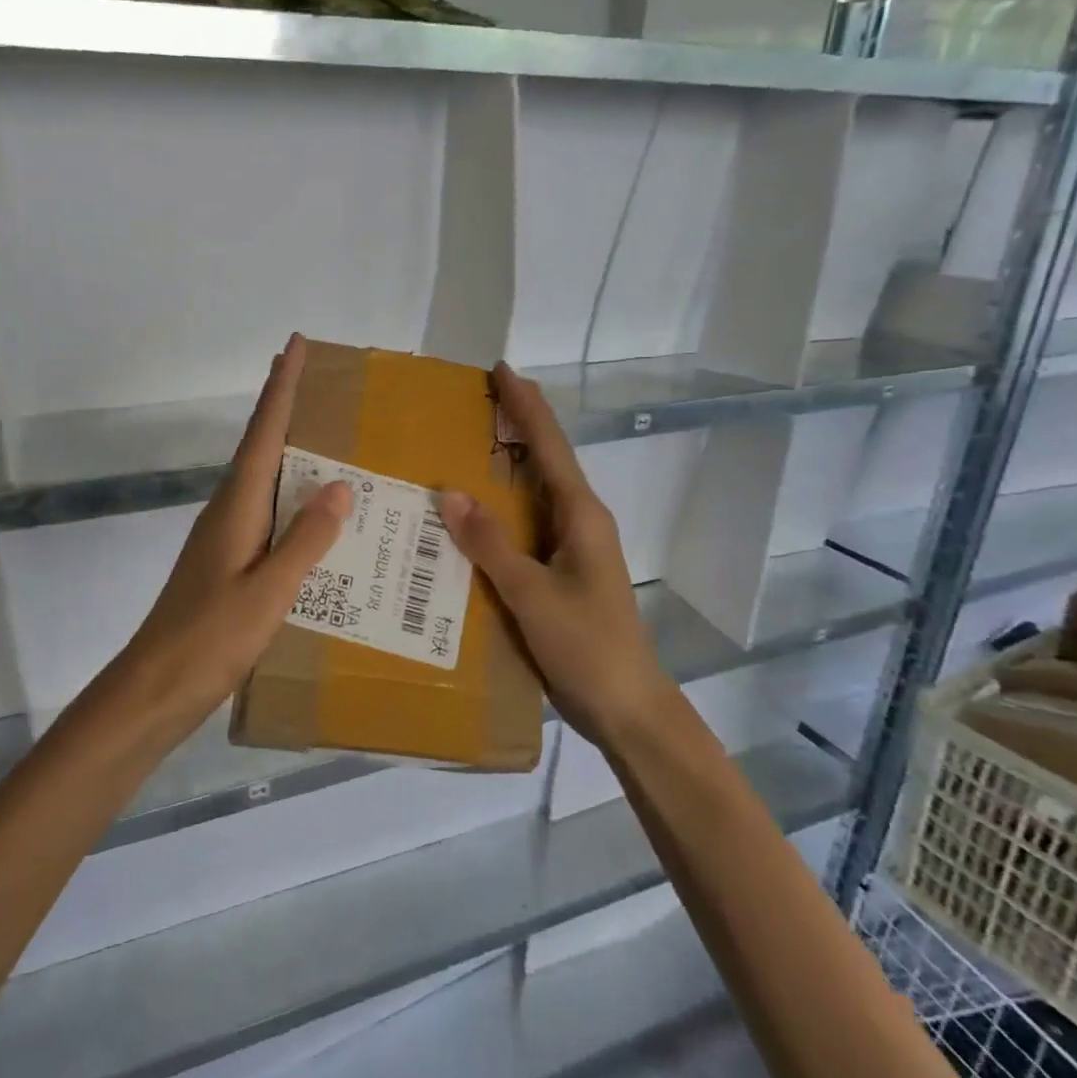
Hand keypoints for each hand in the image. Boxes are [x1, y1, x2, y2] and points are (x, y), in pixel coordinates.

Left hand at [112, 334, 352, 739]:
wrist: (155, 687)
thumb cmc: (210, 638)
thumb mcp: (268, 590)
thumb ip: (306, 539)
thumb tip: (339, 484)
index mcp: (237, 506)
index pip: (264, 433)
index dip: (282, 388)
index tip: (295, 346)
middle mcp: (229, 511)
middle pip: (260, 446)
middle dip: (285, 408)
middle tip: (319, 380)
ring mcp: (225, 536)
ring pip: (263, 478)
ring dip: (289, 450)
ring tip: (329, 437)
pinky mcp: (227, 561)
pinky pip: (266, 511)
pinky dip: (290, 496)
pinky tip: (313, 515)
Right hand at [438, 363, 667, 744]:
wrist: (627, 708)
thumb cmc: (587, 646)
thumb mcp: (533, 594)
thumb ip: (491, 544)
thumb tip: (449, 492)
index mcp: (580, 515)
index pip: (549, 445)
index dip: (525, 405)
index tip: (501, 369)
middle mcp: (580, 521)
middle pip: (545, 459)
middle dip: (515, 426)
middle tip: (472, 403)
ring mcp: (573, 547)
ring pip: (535, 492)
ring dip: (507, 465)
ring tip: (465, 446)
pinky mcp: (562, 571)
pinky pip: (526, 526)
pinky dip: (501, 509)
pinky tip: (474, 516)